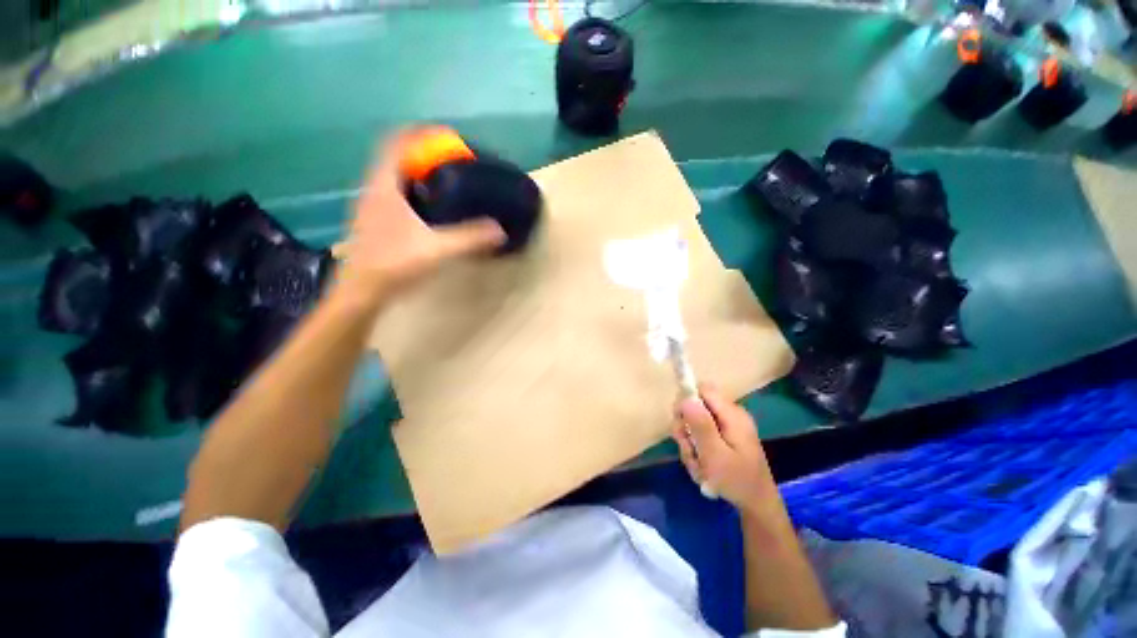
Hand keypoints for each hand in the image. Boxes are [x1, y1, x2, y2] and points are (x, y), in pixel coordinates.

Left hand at [337, 128, 505, 300]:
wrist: (361, 292)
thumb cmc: (394, 264)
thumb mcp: (437, 249)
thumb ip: (470, 238)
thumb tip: (500, 230)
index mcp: (384, 186)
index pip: (396, 143)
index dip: (419, 133)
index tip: (446, 135)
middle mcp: (373, 190)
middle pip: (395, 157)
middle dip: (422, 153)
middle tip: (450, 161)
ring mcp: (370, 206)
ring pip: (392, 177)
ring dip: (415, 173)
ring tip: (443, 182)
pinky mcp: (373, 222)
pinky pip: (393, 194)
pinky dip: (411, 191)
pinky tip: (428, 209)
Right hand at [673, 385, 778, 514]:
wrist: (757, 506)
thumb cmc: (737, 481)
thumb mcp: (715, 455)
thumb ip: (700, 425)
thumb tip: (685, 398)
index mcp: (732, 414)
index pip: (703, 389)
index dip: (687, 400)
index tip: (681, 422)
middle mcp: (729, 415)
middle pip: (695, 406)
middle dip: (685, 427)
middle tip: (688, 449)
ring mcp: (727, 426)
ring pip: (694, 422)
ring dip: (689, 443)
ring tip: (697, 464)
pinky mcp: (724, 437)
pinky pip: (701, 434)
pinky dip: (696, 449)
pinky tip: (701, 466)